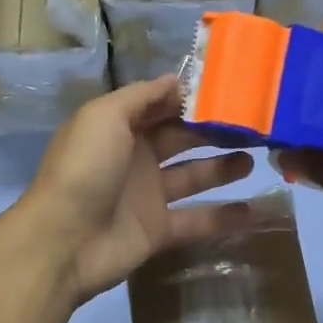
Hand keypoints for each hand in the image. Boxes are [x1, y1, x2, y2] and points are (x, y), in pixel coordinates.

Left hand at [8, 76, 254, 304]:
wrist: (64, 241)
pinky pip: (197, 220)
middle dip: (215, 129)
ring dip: (224, 167)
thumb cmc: (84, 170)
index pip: (161, 105)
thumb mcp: (105, 117)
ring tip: (258, 155)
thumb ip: (141, 97)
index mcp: (118, 126)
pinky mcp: (158, 230)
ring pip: (193, 176)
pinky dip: (224, 216)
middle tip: (257, 123)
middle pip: (181, 137)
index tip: (232, 90)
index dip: (193, 98)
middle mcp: (134, 156)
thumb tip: (177, 80)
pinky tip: (257, 210)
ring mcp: (147, 195)